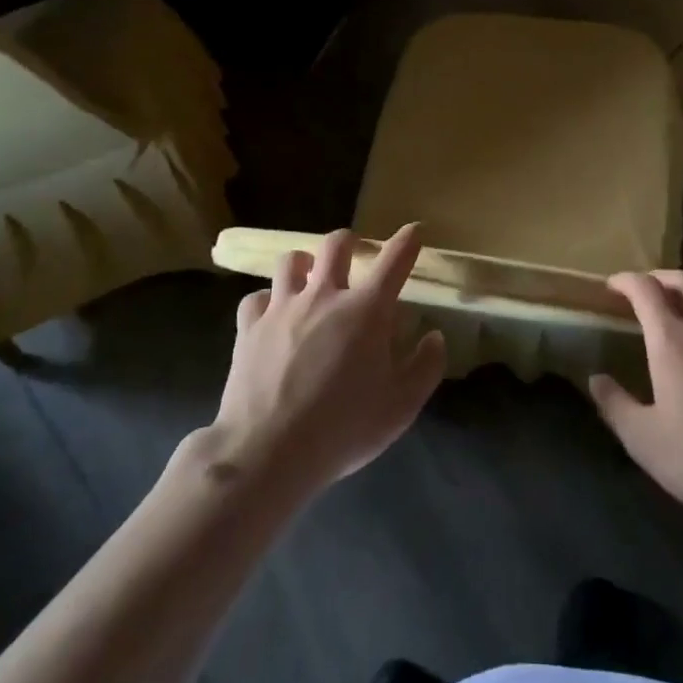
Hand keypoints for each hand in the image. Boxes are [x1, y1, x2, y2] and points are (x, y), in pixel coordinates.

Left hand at [210, 225, 446, 497]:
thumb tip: (433, 336)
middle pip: (336, 244)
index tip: (414, 231)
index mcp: (366, 310)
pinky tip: (272, 317)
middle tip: (354, 257)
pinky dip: (268, 301)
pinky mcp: (249, 326)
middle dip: (350, 243)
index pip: (394, 260)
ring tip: (309, 280)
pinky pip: (257, 297)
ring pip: (290, 260)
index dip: (408, 241)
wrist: (267, 451)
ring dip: (305, 265)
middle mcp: (324, 296)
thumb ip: (425, 367)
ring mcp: (282, 307)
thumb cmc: (343, 429)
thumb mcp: (401, 407)